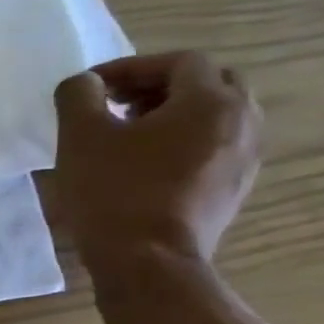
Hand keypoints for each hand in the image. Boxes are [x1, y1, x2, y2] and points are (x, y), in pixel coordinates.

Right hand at [53, 51, 261, 276]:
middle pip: (210, 83)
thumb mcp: (80, 135)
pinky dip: (183, 140)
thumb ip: (79, 95)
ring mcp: (245, 158)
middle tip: (117, 103)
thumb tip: (86, 84)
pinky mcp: (234, 188)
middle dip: (160, 85)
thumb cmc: (114, 190)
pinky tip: (144, 162)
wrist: (148, 260)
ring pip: (216, 115)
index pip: (180, 62)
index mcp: (211, 102)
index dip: (131, 66)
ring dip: (173, 113)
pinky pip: (215, 146)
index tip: (92, 87)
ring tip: (127, 133)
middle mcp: (242, 123)